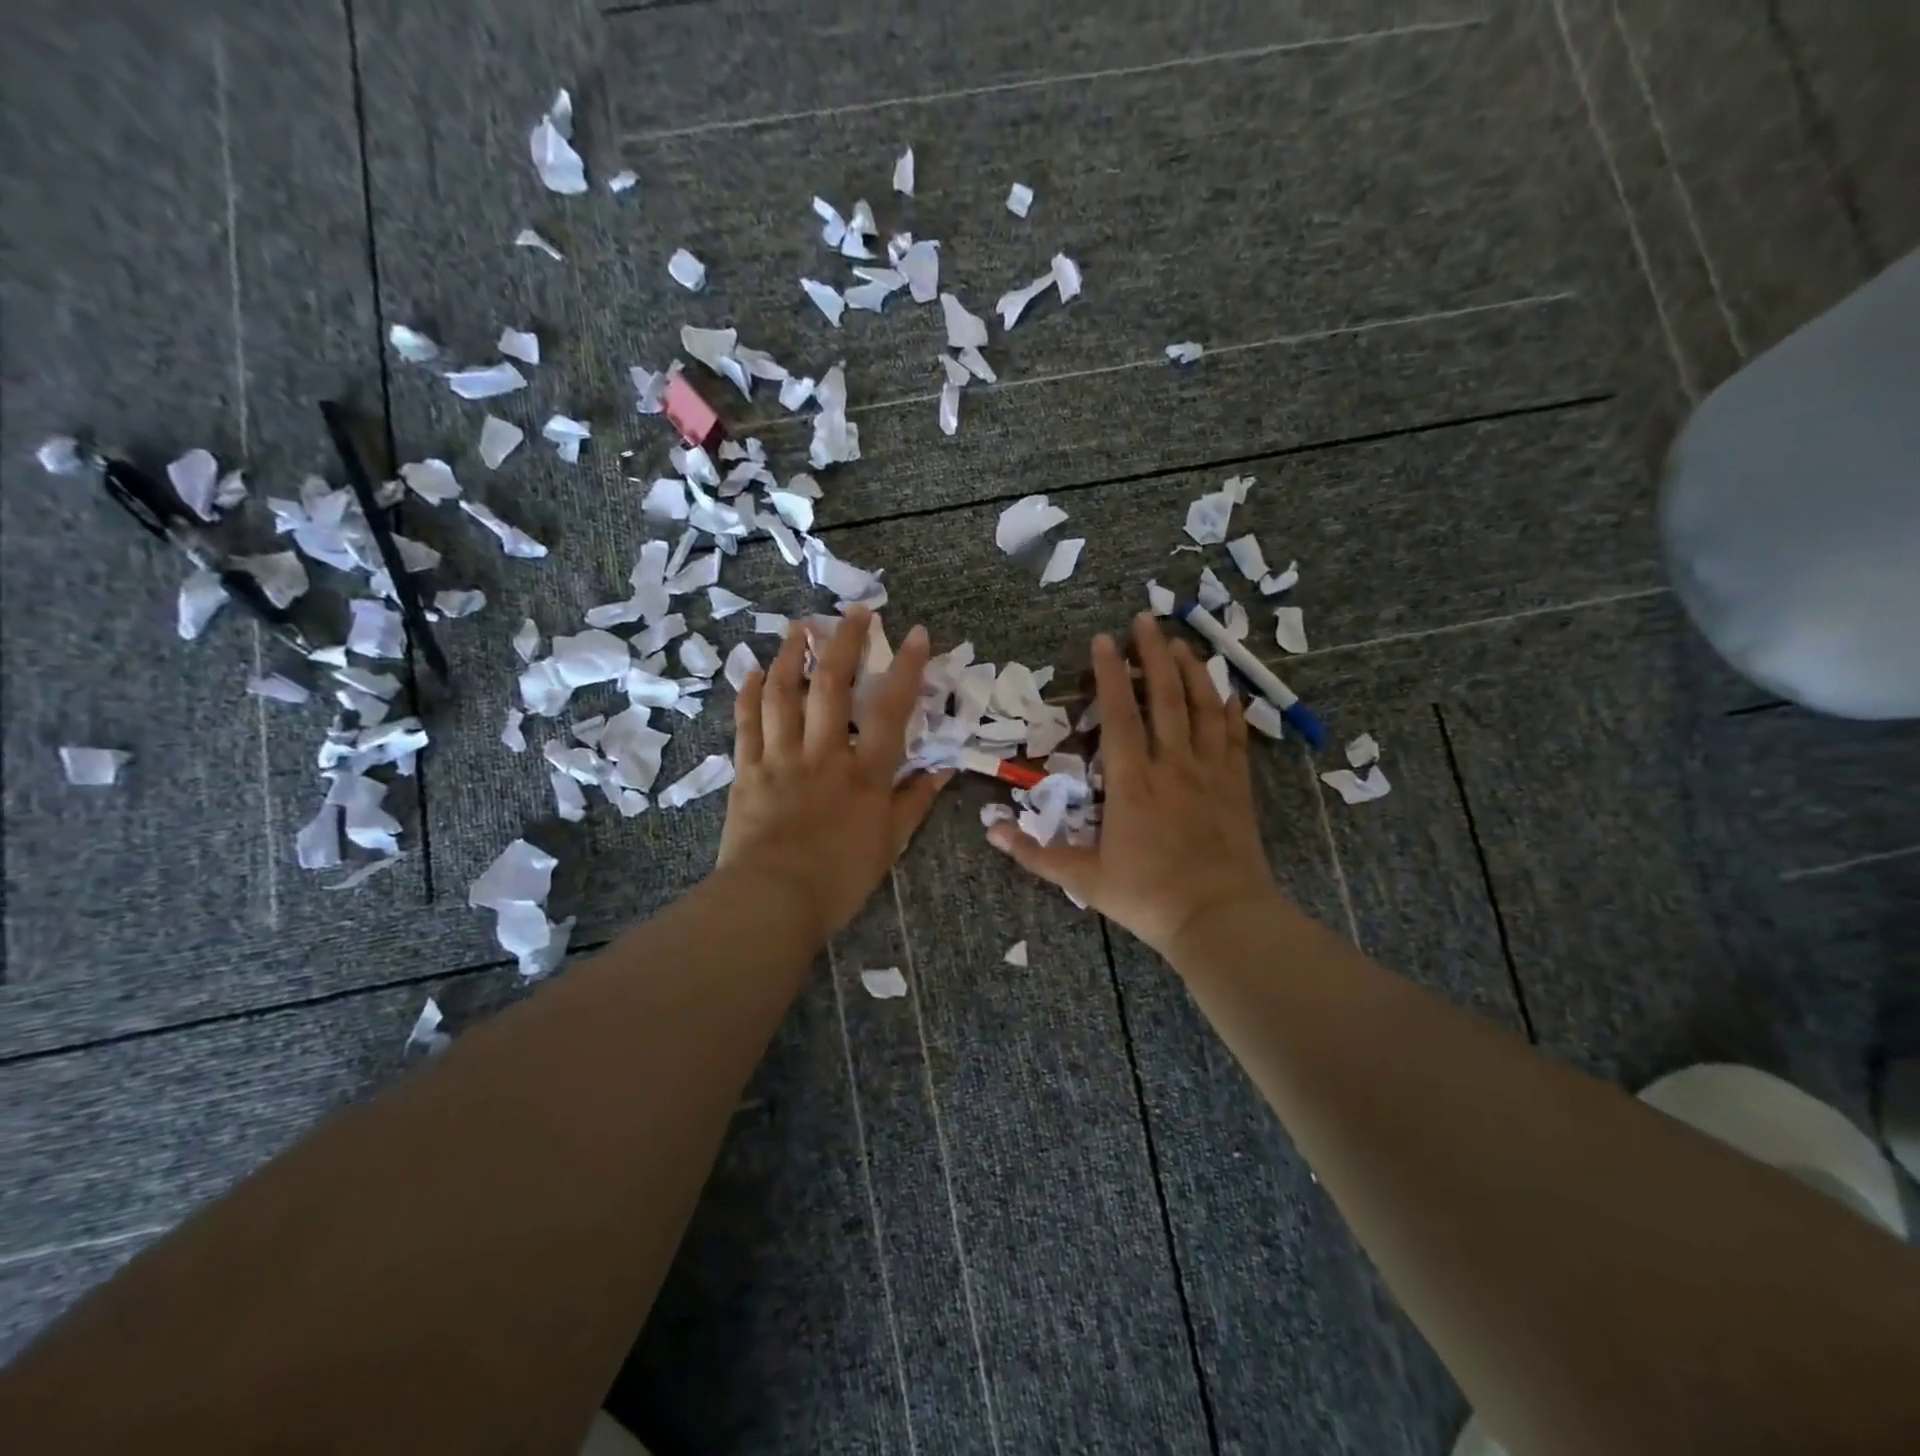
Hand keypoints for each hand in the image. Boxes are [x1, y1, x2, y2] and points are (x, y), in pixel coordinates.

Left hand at [717, 607, 951, 944]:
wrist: (772, 902)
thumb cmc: (840, 877)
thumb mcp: (890, 843)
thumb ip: (915, 802)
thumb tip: (943, 770)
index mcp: (864, 773)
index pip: (890, 709)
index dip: (905, 668)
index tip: (914, 633)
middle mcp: (823, 754)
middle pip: (831, 685)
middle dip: (843, 642)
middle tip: (853, 612)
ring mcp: (780, 758)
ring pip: (782, 694)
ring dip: (790, 655)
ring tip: (799, 627)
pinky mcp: (747, 771)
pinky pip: (746, 723)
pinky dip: (748, 693)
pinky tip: (751, 671)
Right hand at [988, 613, 1279, 956]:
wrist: (1220, 918)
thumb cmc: (1147, 896)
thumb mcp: (1084, 879)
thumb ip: (1036, 853)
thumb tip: (991, 830)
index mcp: (1133, 782)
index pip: (1119, 715)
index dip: (1109, 674)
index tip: (1104, 640)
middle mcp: (1173, 765)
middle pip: (1165, 697)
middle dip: (1153, 654)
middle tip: (1146, 619)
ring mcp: (1210, 772)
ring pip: (1203, 708)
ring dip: (1192, 671)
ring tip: (1181, 643)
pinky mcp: (1236, 786)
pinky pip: (1235, 738)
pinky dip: (1231, 710)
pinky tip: (1227, 692)